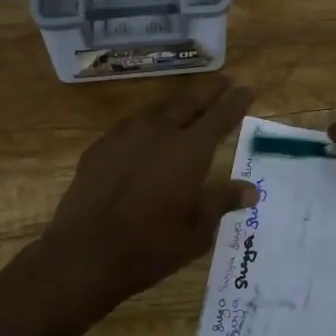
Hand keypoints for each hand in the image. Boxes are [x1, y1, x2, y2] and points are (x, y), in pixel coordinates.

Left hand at [40, 75, 257, 308]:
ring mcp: (124, 136)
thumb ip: (221, 202)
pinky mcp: (99, 148)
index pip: (219, 117)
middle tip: (222, 83)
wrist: (84, 252)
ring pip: (156, 109)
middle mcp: (158, 133)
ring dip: (175, 104)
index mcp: (189, 151)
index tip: (247, 89)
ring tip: (185, 104)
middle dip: (207, 92)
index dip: (235, 102)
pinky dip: (146, 122)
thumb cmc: (150, 246)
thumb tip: (250, 189)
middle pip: (187, 103)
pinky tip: (144, 133)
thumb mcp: (196, 231)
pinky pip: (129, 125)